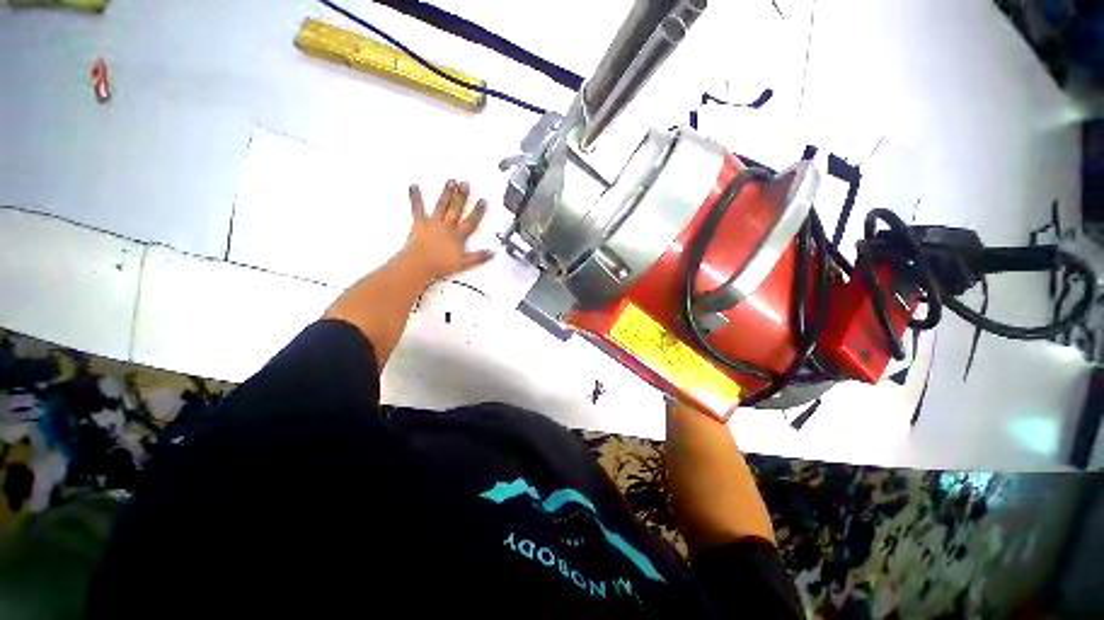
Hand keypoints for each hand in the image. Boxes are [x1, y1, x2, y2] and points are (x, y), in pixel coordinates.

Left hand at [403, 180, 493, 279]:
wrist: (421, 263)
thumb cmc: (441, 264)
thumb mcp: (464, 263)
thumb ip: (479, 257)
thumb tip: (492, 253)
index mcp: (458, 235)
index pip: (471, 221)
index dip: (478, 211)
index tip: (482, 200)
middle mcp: (447, 226)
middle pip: (456, 209)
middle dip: (462, 196)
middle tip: (465, 184)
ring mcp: (433, 223)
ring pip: (442, 206)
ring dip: (446, 193)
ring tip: (450, 181)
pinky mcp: (419, 223)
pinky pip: (417, 209)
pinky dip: (415, 198)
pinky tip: (414, 186)